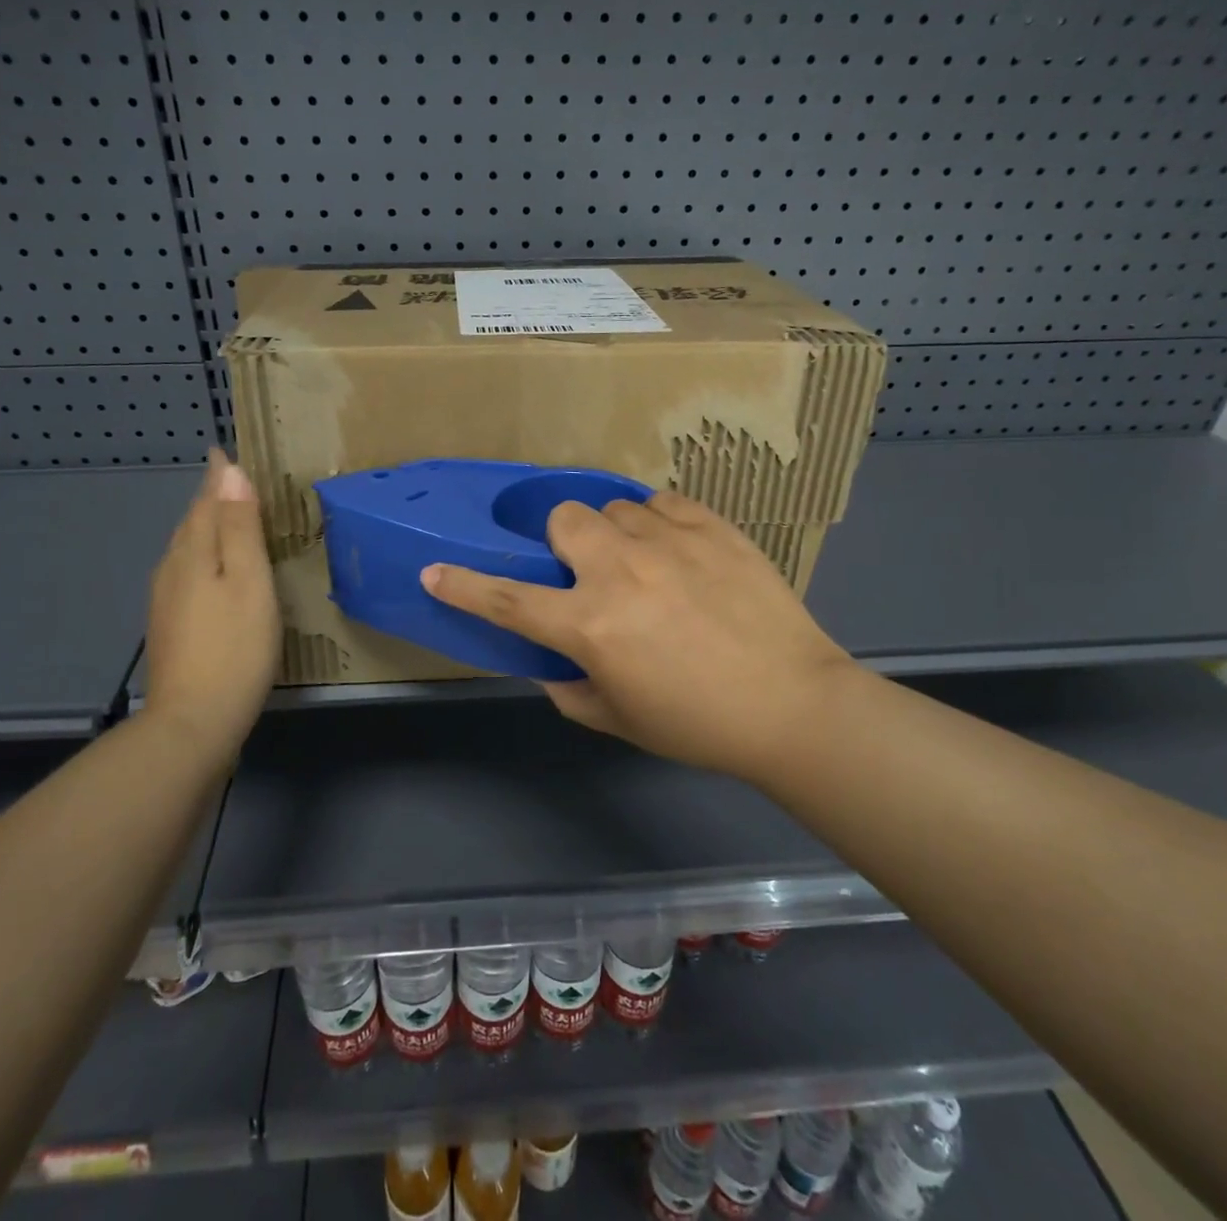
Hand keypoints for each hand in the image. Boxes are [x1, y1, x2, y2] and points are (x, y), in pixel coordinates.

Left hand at [141, 448, 279, 766]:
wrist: (193, 722)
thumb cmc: (234, 648)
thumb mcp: (249, 582)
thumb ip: (240, 528)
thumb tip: (230, 472)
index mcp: (192, 554)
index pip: (205, 501)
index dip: (217, 477)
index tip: (223, 450)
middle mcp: (172, 570)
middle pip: (191, 523)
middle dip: (210, 499)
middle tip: (232, 480)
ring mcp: (167, 601)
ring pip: (187, 549)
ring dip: (206, 527)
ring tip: (228, 517)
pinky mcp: (172, 626)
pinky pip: (188, 573)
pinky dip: (204, 557)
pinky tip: (216, 571)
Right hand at [421, 492, 856, 780]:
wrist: (792, 705)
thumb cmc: (698, 725)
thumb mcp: (618, 719)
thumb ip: (569, 689)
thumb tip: (551, 663)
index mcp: (590, 625)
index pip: (507, 600)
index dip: (463, 586)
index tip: (434, 571)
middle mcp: (620, 571)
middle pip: (563, 519)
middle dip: (563, 541)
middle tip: (587, 570)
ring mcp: (669, 541)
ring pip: (614, 507)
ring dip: (615, 534)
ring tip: (643, 562)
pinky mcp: (712, 526)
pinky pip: (663, 502)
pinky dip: (658, 521)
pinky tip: (676, 549)